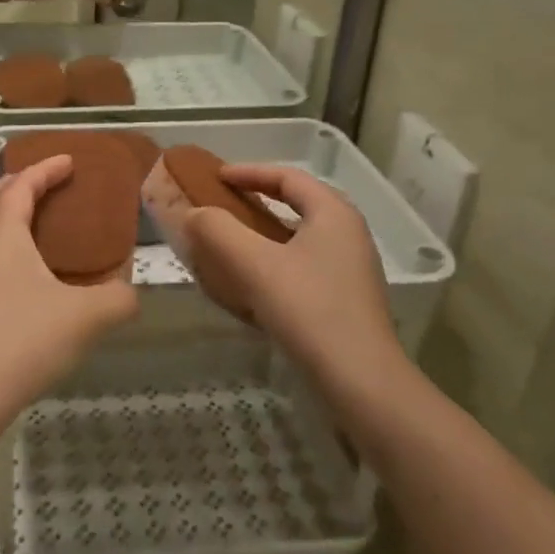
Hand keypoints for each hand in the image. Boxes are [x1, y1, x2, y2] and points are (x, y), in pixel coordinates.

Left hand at [0, 157, 139, 424]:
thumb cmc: (25, 338)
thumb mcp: (86, 316)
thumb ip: (117, 298)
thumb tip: (132, 292)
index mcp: (4, 236)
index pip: (20, 188)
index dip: (44, 169)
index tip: (69, 160)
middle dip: (9, 185)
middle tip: (37, 184)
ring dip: (1, 218)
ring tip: (34, 227)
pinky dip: (4, 251)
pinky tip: (30, 277)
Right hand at [181, 165, 402, 376]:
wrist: (360, 381)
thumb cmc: (308, 309)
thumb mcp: (253, 264)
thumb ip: (218, 230)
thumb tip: (194, 214)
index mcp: (333, 213)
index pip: (287, 176)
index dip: (248, 172)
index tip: (216, 177)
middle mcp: (348, 233)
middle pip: (298, 202)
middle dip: (258, 199)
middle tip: (224, 204)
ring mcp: (352, 268)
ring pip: (301, 236)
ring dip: (265, 232)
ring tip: (233, 242)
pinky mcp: (347, 298)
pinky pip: (305, 264)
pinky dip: (276, 260)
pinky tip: (254, 283)